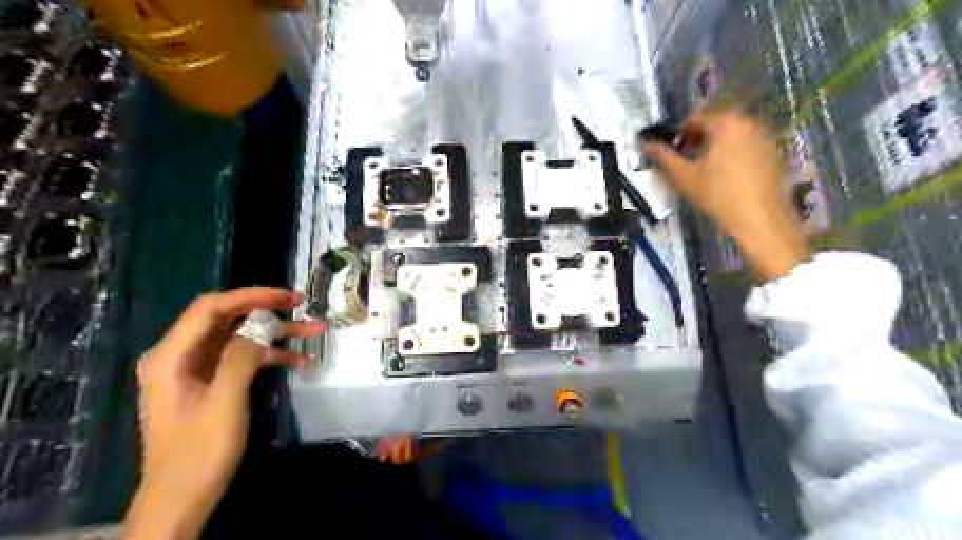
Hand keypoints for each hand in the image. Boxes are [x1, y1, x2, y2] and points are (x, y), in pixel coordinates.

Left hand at [122, 290, 323, 537]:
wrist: (182, 498)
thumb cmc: (199, 452)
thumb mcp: (223, 403)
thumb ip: (240, 359)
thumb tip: (260, 328)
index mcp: (171, 356)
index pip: (211, 308)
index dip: (251, 296)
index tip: (288, 297)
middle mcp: (181, 355)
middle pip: (227, 319)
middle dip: (267, 311)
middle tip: (302, 308)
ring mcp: (197, 369)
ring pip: (240, 337)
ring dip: (276, 334)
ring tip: (313, 332)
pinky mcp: (212, 382)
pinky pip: (243, 358)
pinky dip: (270, 356)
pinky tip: (300, 361)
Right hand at [645, 107, 810, 280]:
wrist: (759, 218)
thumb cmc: (717, 194)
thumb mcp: (683, 176)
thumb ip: (662, 156)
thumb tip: (644, 143)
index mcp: (725, 123)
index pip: (696, 118)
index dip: (681, 134)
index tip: (675, 152)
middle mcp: (749, 122)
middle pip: (717, 123)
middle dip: (700, 138)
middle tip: (688, 160)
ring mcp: (766, 136)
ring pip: (734, 134)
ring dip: (717, 145)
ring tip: (707, 169)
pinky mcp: (775, 152)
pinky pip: (749, 144)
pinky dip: (735, 153)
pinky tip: (729, 176)